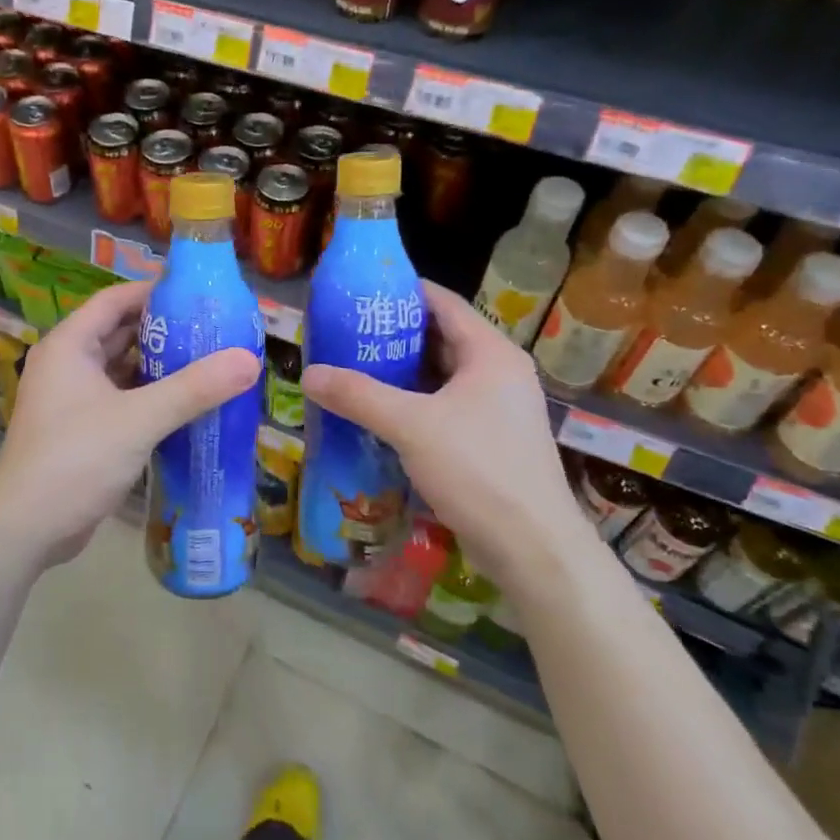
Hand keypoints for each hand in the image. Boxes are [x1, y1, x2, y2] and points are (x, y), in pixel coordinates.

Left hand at [0, 281, 260, 570]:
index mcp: (70, 345)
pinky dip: (150, 397)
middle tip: (214, 330)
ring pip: (122, 369)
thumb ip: (194, 389)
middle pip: (120, 333)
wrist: (27, 527)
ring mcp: (72, 399)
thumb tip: (249, 360)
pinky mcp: (82, 429)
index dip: (154, 291)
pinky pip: (121, 399)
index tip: (199, 294)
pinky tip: (187, 405)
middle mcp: (67, 364)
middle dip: (165, 331)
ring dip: (160, 367)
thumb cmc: (76, 459)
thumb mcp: (139, 419)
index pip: (114, 300)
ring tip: (210, 362)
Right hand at [300, 281, 594, 593]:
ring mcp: (497, 409)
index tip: (359, 292)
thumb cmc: (478, 470)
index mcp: (490, 354)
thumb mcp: (411, 426)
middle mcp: (499, 373)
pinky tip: (377, 412)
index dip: (403, 292)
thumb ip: (358, 396)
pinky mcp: (489, 440)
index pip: (444, 303)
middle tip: (345, 332)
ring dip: (400, 372)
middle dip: (393, 335)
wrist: (532, 548)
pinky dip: (412, 403)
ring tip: (352, 368)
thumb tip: (308, 375)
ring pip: (441, 376)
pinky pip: (444, 406)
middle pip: (440, 338)